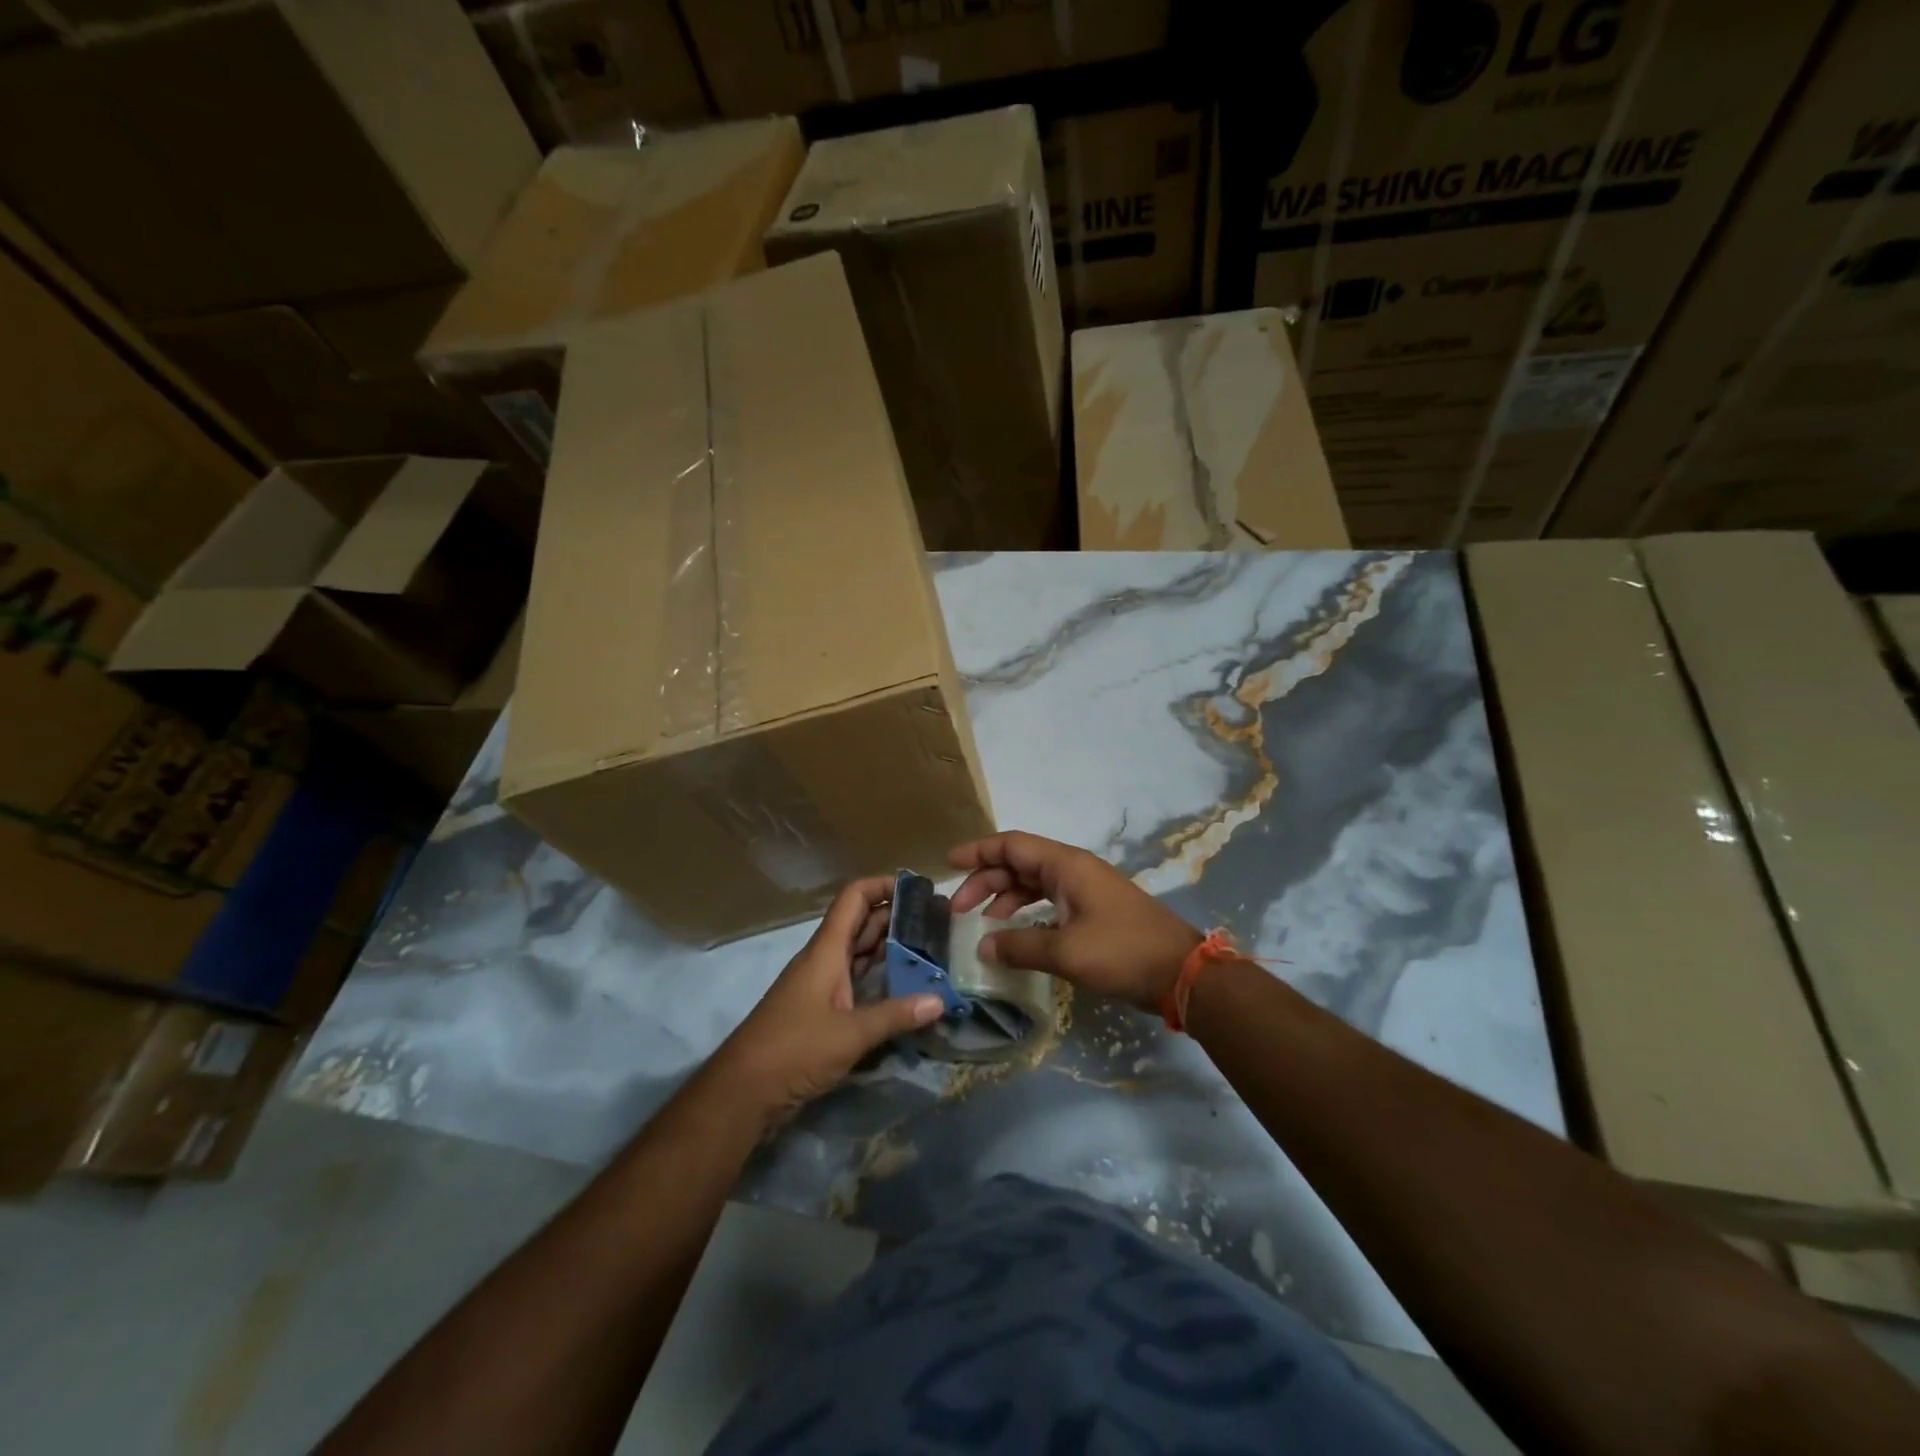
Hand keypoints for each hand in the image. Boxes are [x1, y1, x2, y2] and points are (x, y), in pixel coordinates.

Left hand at [713, 875, 943, 1127]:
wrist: (743, 1091)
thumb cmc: (794, 1049)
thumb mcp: (850, 1034)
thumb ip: (895, 1015)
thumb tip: (940, 1000)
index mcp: (827, 950)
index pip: (855, 898)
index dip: (884, 885)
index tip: (919, 889)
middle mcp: (824, 959)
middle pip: (861, 923)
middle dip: (896, 917)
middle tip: (936, 921)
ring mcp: (821, 985)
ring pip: (860, 952)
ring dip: (890, 947)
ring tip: (930, 948)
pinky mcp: (821, 1010)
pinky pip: (856, 980)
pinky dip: (880, 977)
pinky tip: (906, 986)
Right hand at [948, 831, 1202, 1012]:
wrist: (1182, 973)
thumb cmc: (1123, 952)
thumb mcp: (1067, 952)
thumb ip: (1020, 946)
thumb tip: (982, 947)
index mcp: (1066, 865)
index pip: (1012, 845)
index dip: (978, 851)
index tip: (948, 864)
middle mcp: (1073, 870)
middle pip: (1019, 863)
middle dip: (985, 880)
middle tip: (958, 909)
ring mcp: (1084, 890)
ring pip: (1033, 883)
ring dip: (1004, 898)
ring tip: (980, 924)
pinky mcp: (1092, 912)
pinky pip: (1048, 902)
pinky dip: (1025, 913)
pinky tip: (1013, 934)